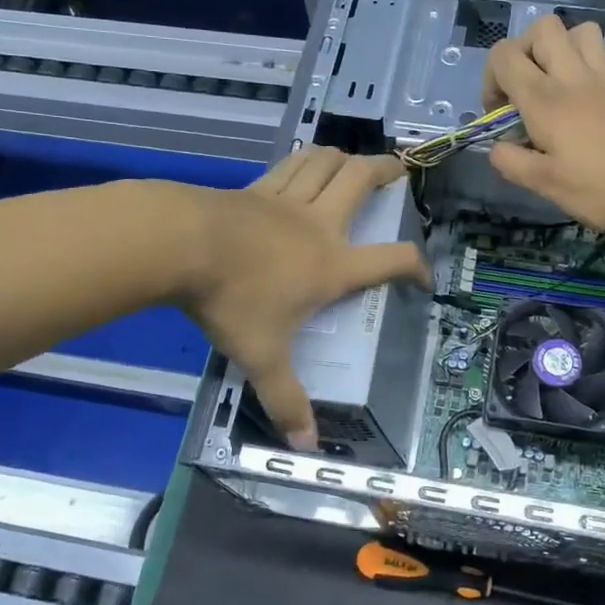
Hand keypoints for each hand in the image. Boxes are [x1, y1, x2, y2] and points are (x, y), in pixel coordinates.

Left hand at [180, 148, 428, 449]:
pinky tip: (304, 164)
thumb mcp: (263, 357)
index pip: (391, 260)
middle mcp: (318, 224)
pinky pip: (290, 165)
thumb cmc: (233, 300)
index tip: (423, 277)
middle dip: (387, 171)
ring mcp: (285, 200)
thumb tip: (307, 447)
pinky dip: (305, 160)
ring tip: (354, 162)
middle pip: (362, 181)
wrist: (181, 244)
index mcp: (331, 265)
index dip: (416, 266)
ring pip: (326, 163)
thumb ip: (286, 400)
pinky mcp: (255, 188)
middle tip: (400, 171)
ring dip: (346, 158)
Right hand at [482, 14, 604, 238]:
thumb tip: (497, 148)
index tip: (500, 111)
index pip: (504, 55)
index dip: (491, 78)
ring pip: (579, 30)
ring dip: (561, 48)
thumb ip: (511, 161)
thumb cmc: (598, 189)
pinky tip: (587, 92)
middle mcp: (573, 76)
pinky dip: (589, 62)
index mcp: (545, 99)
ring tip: (557, 82)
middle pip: (543, 28)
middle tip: (526, 86)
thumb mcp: (544, 184)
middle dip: (524, 50)